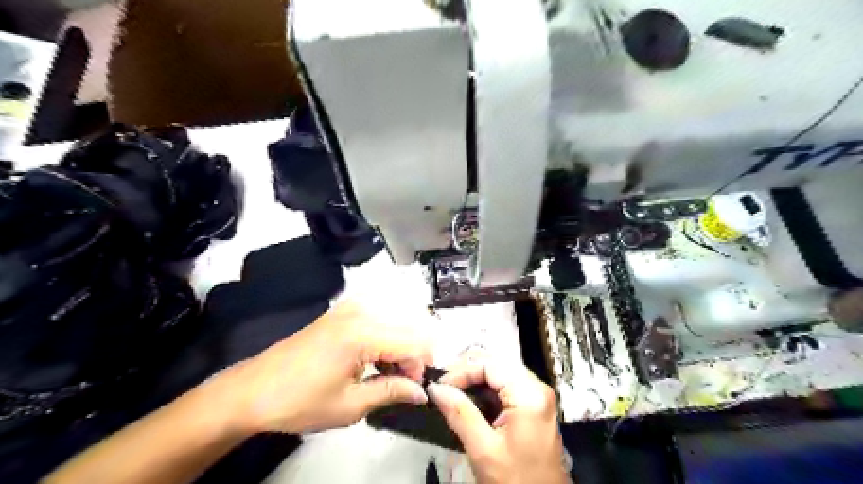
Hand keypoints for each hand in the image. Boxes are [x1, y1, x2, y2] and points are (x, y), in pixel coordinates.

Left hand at [202, 303, 431, 433]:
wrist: (253, 390)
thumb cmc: (298, 401)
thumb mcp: (349, 406)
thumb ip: (391, 392)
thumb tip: (420, 392)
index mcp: (362, 333)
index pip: (414, 343)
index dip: (421, 368)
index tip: (414, 390)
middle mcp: (360, 312)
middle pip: (409, 327)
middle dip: (414, 356)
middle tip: (402, 384)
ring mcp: (350, 308)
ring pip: (397, 322)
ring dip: (401, 347)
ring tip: (386, 374)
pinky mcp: (341, 311)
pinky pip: (379, 318)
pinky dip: (386, 338)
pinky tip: (374, 359)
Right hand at [427, 355, 571, 483]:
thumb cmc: (516, 482)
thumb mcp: (483, 450)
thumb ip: (459, 413)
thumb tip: (436, 388)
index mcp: (529, 394)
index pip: (490, 364)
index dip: (461, 370)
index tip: (439, 386)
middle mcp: (537, 388)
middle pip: (496, 363)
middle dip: (467, 371)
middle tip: (443, 387)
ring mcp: (537, 396)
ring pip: (500, 372)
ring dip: (474, 379)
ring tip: (451, 391)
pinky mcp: (533, 406)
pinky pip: (506, 386)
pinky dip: (485, 390)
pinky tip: (469, 400)